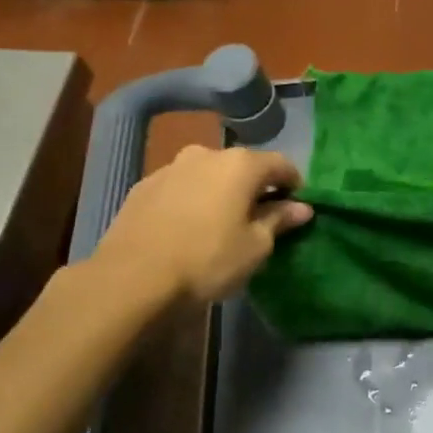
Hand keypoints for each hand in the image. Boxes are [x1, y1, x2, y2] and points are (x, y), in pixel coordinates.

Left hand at [94, 145, 312, 303]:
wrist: (131, 278)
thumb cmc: (207, 260)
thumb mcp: (255, 247)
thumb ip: (279, 220)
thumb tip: (301, 207)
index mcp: (241, 164)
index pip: (281, 165)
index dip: (294, 184)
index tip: (297, 207)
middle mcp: (206, 154)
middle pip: (242, 166)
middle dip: (255, 187)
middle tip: (259, 218)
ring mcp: (171, 168)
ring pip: (208, 174)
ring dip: (220, 192)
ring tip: (220, 223)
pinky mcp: (143, 186)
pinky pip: (180, 187)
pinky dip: (192, 200)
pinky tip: (187, 228)